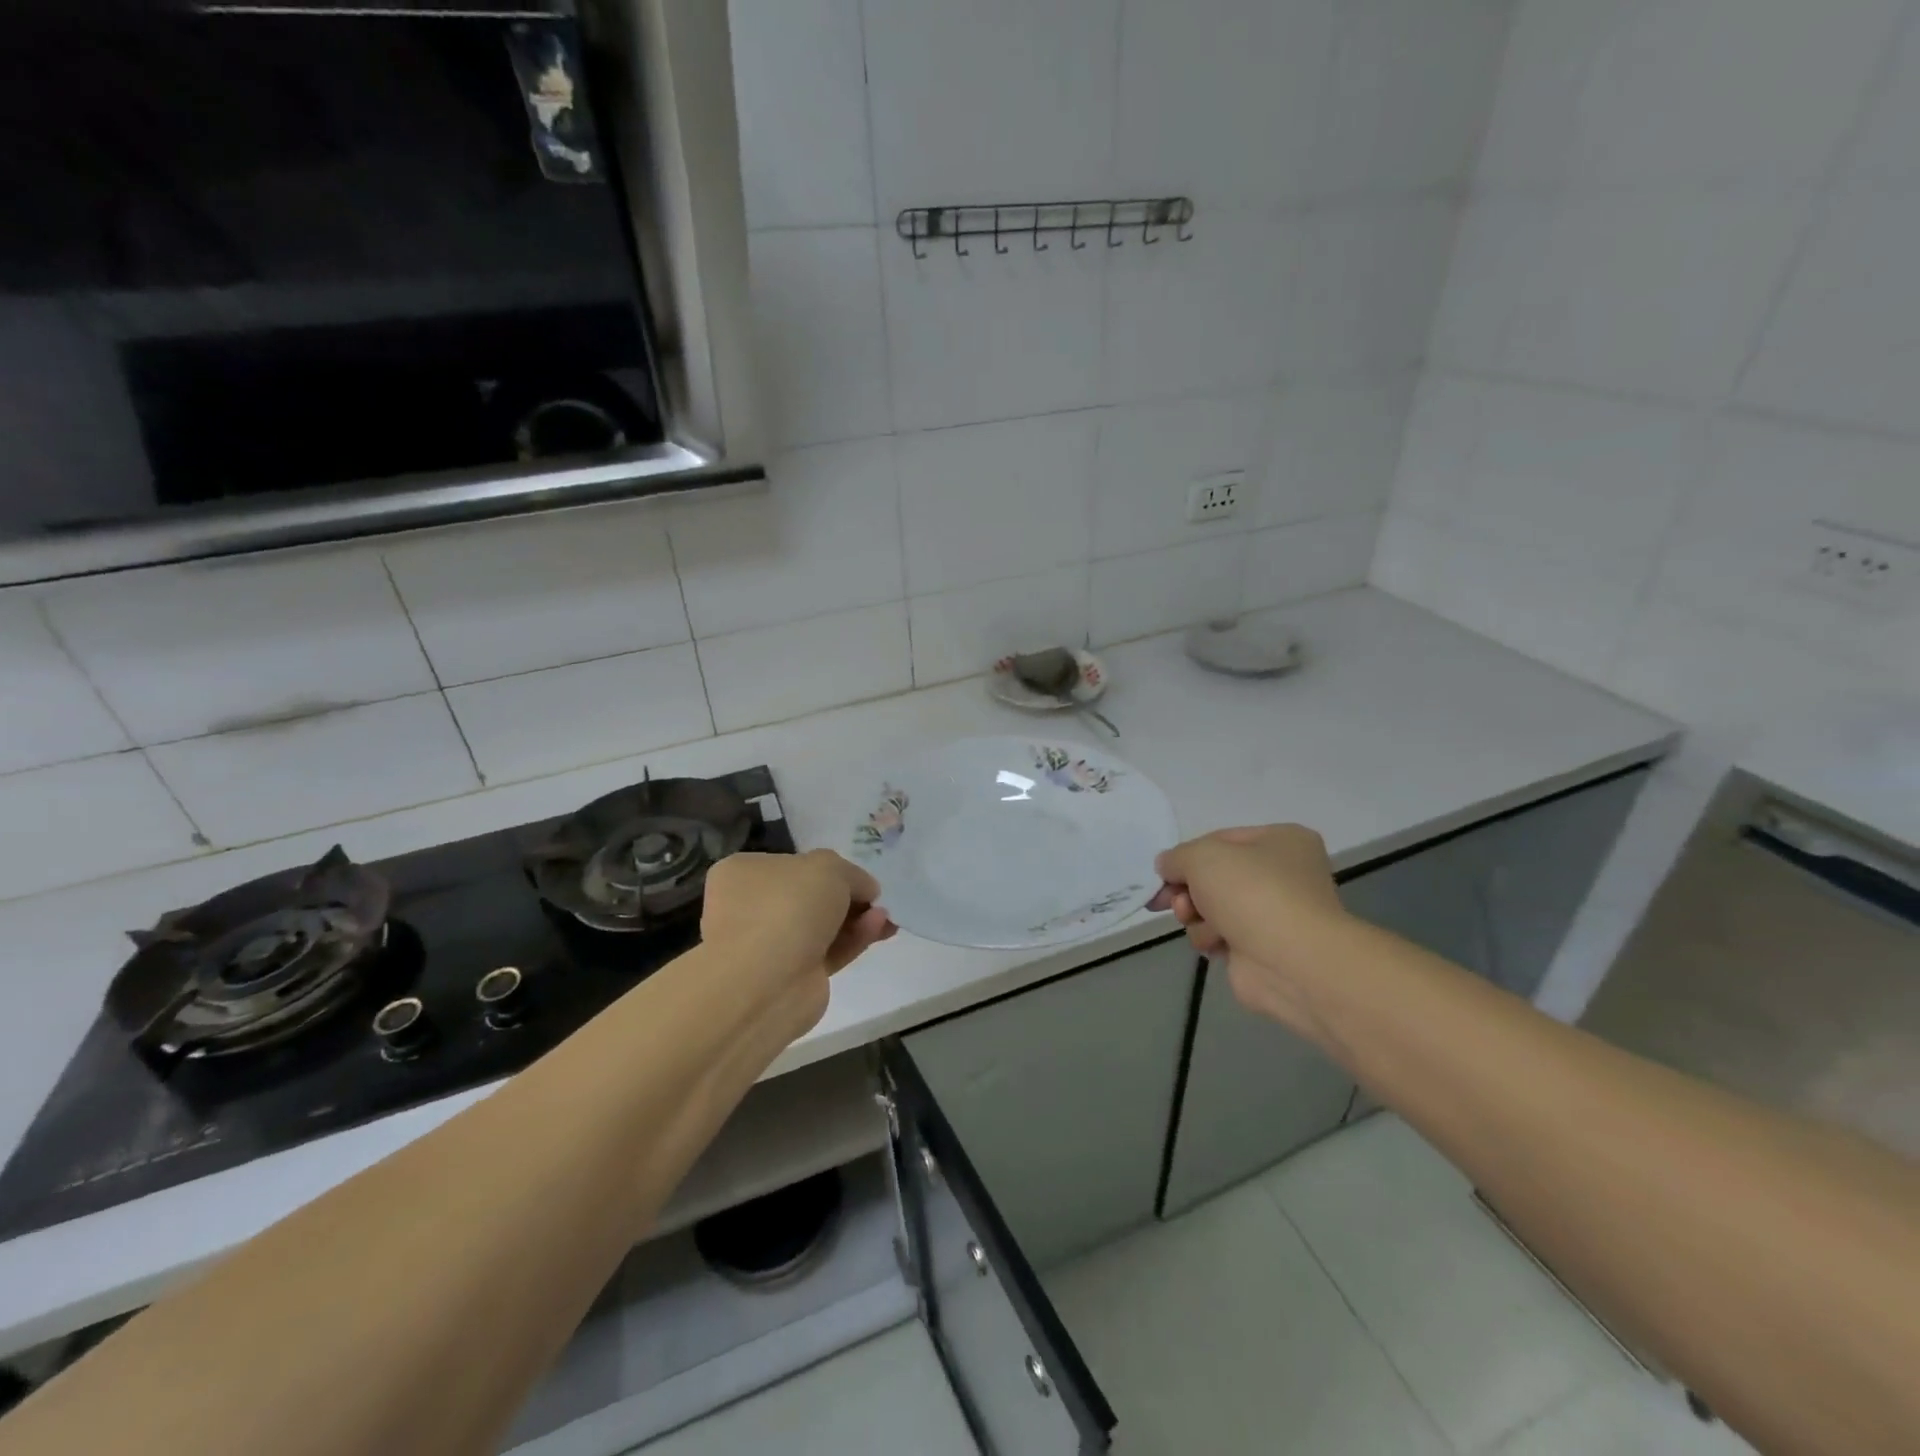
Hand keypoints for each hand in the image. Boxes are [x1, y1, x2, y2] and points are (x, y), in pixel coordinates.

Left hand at [701, 849, 896, 989]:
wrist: (764, 982)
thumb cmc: (786, 906)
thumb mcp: (828, 867)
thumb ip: (851, 874)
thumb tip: (864, 890)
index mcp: (743, 874)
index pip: (791, 865)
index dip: (828, 869)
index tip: (857, 877)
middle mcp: (749, 908)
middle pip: (809, 898)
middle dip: (847, 897)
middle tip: (876, 900)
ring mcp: (768, 946)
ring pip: (820, 927)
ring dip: (855, 920)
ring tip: (885, 917)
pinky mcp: (790, 978)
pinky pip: (826, 952)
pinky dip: (852, 941)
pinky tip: (877, 929)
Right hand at [1149, 825, 1347, 1032]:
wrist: (1291, 963)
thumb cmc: (1252, 893)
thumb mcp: (1202, 856)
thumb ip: (1176, 857)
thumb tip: (1167, 867)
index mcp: (1283, 841)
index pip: (1220, 839)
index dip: (1187, 855)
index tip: (1163, 872)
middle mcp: (1283, 875)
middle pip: (1214, 876)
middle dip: (1188, 889)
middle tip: (1173, 900)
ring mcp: (1274, 914)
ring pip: (1212, 907)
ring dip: (1196, 914)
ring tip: (1196, 921)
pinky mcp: (1261, 948)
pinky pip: (1220, 935)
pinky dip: (1211, 938)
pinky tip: (1216, 943)